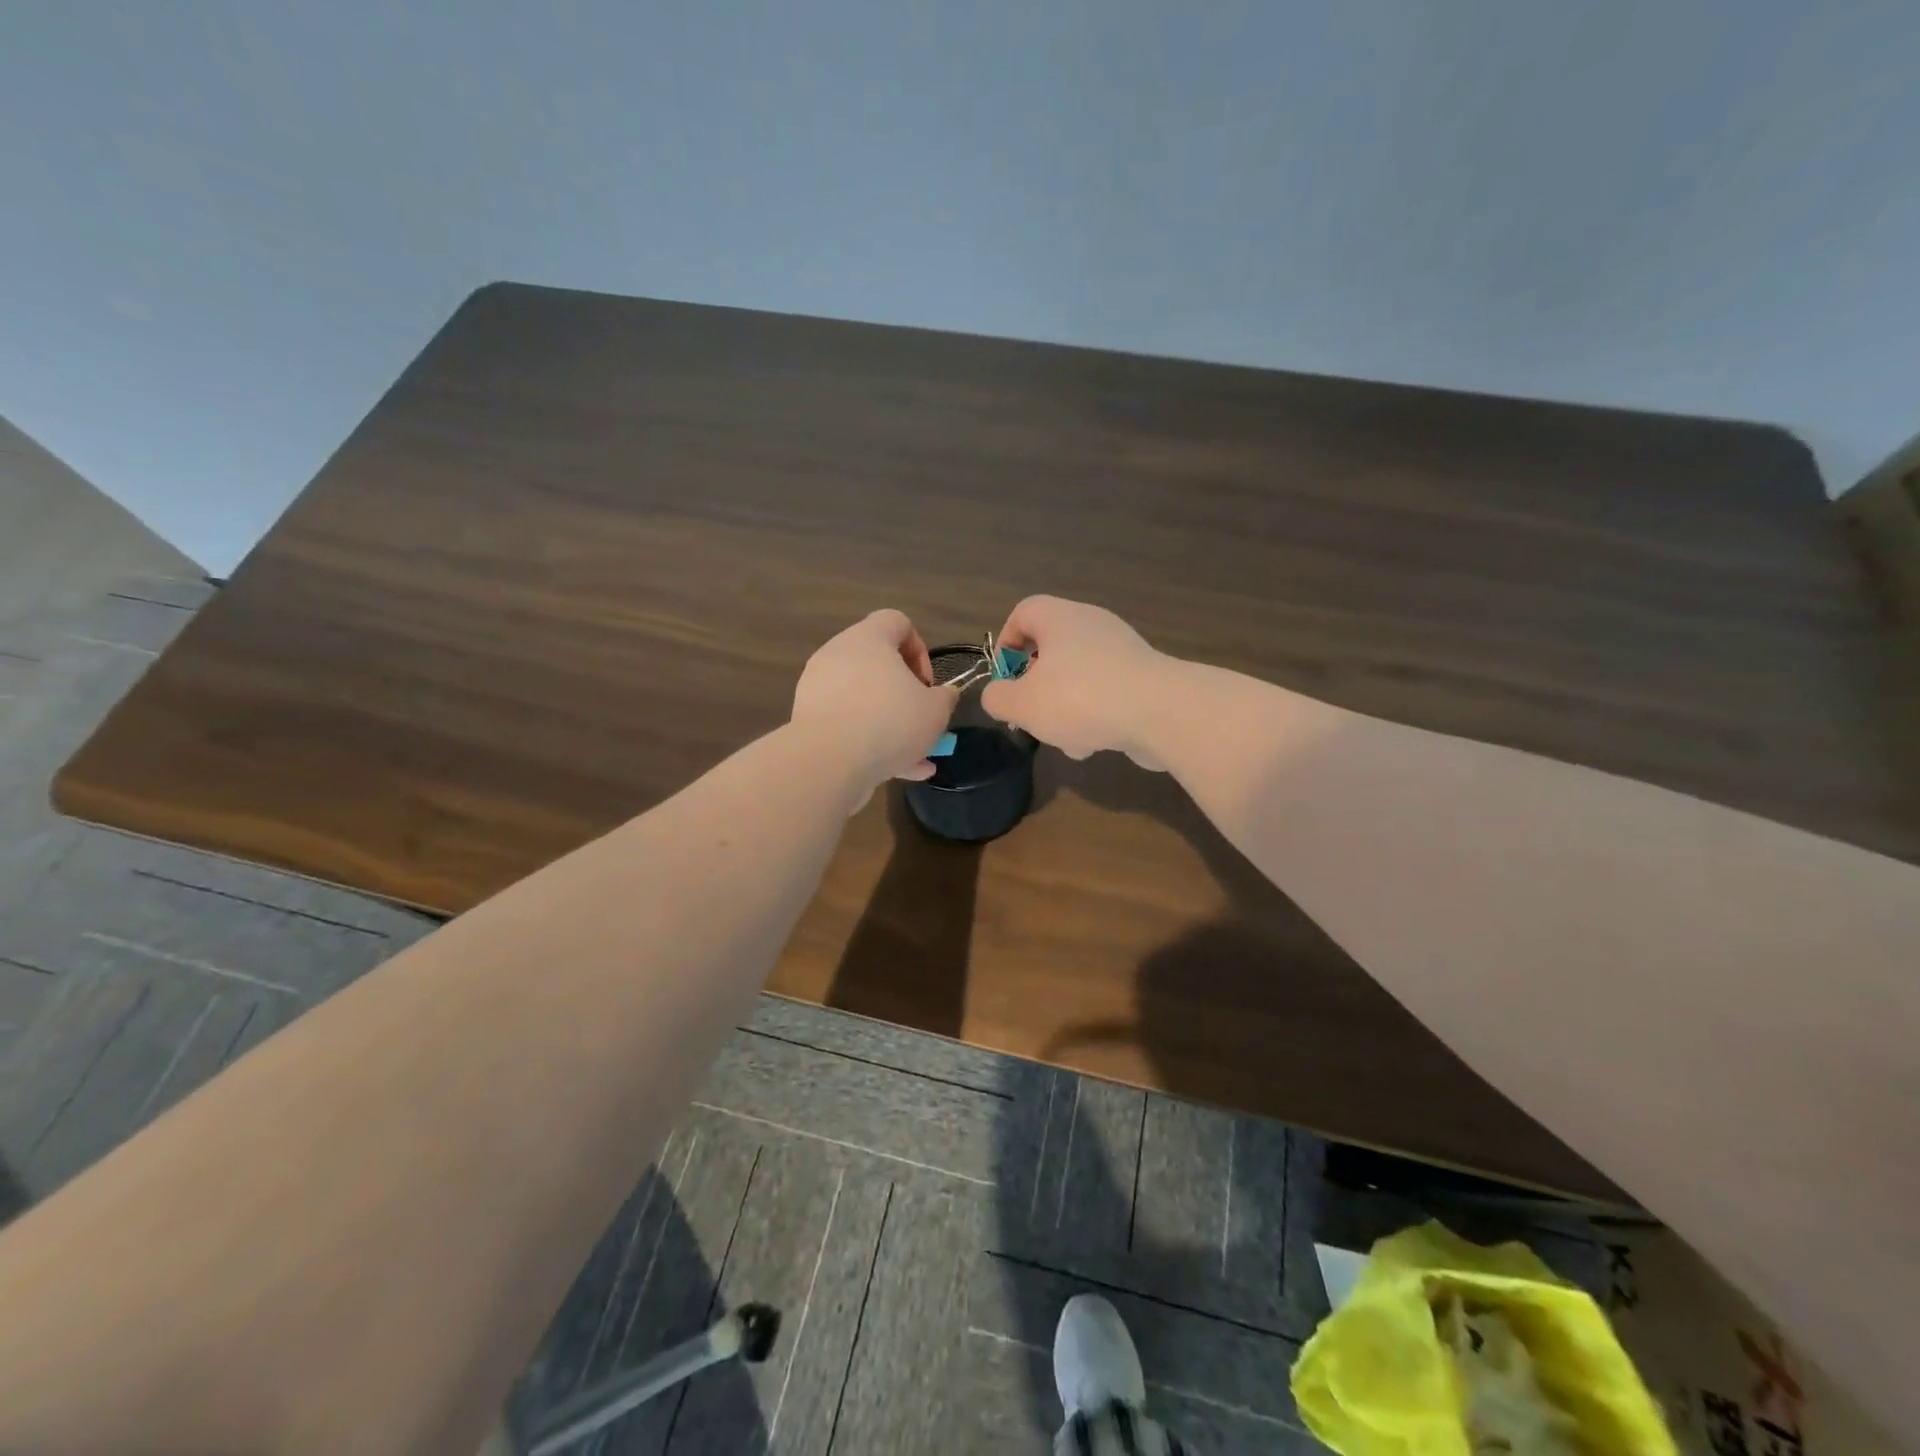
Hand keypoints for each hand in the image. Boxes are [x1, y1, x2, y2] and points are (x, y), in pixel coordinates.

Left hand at [790, 609, 956, 797]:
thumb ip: (945, 698)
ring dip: (890, 725)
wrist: (828, 761)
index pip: (897, 622)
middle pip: (877, 664)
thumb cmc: (890, 721)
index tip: (927, 684)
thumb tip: (945, 694)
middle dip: (904, 694)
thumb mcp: (935, 711)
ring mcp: (818, 687)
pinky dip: (869, 742)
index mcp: (868, 638)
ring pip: (862, 700)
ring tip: (915, 757)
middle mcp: (837, 654)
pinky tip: (896, 771)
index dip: (919, 649)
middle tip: (919, 719)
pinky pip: (846, 724)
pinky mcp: (808, 719)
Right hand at [980, 596, 1169, 767]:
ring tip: (1066, 740)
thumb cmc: (1080, 699)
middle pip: (1052, 649)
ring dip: (1066, 708)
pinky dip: (1096, 715)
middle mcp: (1093, 625)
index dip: (1006, 641)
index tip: (1004, 676)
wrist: (1160, 713)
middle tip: (1031, 712)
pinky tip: (1095, 745)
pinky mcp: (1144, 678)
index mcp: (1061, 618)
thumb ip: (998, 698)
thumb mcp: (1023, 704)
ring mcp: (1122, 651)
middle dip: (1037, 686)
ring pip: (1079, 676)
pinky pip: (1107, 692)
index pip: (1025, 611)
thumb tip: (998, 695)